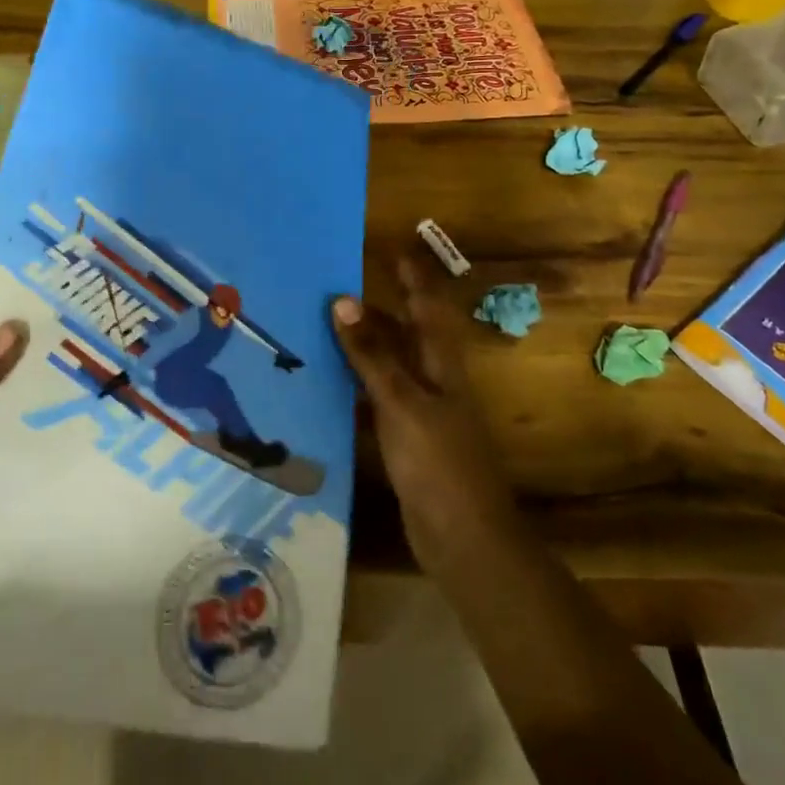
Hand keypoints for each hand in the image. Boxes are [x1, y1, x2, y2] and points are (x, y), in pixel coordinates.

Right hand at [331, 257, 523, 573]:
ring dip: (363, 346)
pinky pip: (378, 398)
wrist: (462, 537)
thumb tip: (343, 300)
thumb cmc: (437, 461)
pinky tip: (328, 385)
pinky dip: (356, 385)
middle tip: (334, 288)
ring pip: (389, 364)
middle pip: (405, 332)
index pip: (425, 304)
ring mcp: (421, 410)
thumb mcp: (401, 401)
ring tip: (322, 327)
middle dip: (377, 308)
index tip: (390, 246)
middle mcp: (433, 378)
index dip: (412, 275)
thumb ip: (372, 354)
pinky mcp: (407, 439)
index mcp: (440, 362)